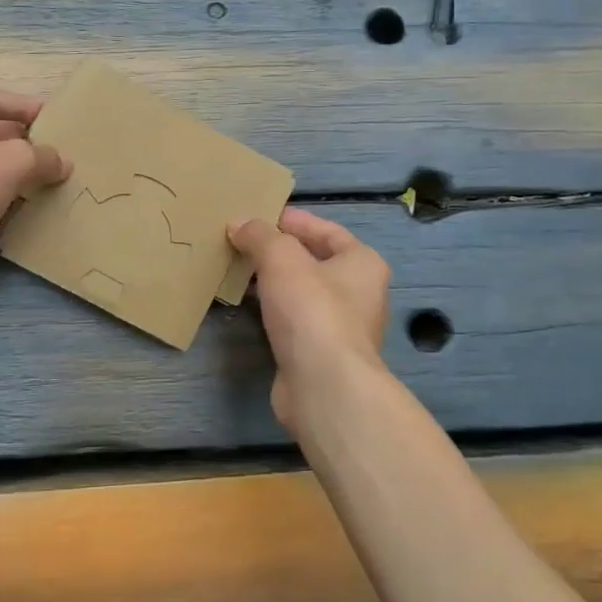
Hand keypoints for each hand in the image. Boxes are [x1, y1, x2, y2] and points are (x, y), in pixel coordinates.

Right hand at [228, 209, 390, 433]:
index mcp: (363, 263)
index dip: (294, 221)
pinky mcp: (321, 354)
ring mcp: (342, 327)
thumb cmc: (312, 310)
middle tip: (243, 243)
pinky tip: (248, 308)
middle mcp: (360, 293)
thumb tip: (239, 224)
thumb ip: (259, 235)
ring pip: (303, 294)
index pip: (328, 231)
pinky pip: (294, 321)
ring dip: (274, 283)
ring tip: (239, 272)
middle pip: (315, 262)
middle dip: (280, 252)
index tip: (261, 217)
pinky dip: (273, 311)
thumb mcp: (281, 259)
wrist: (324, 385)